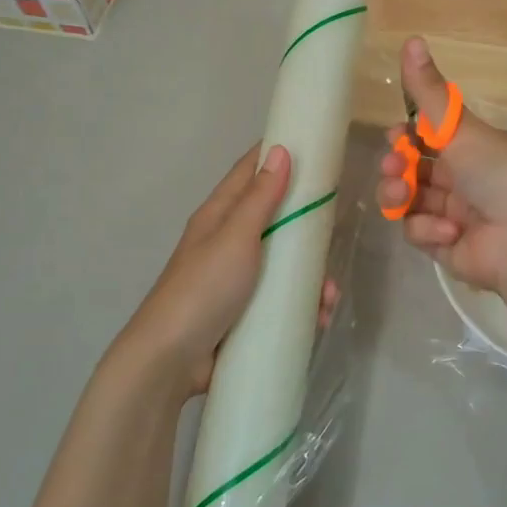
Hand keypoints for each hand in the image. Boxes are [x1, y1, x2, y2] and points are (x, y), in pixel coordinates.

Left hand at [115, 145, 337, 398]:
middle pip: (274, 218)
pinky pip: (281, 299)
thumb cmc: (204, 288)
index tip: (314, 146)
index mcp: (219, 216)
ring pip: (283, 264)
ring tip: (328, 294)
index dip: (277, 155)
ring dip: (310, 275)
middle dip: (306, 224)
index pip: (249, 172)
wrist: (170, 361)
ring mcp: (237, 280)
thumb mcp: (235, 237)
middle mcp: (227, 242)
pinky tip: (319, 316)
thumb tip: (281, 150)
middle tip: (336, 226)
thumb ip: (260, 197)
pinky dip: (302, 304)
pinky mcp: (245, 313)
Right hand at [376, 37, 506, 295]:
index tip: (396, 134)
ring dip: (400, 195)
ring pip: (409, 200)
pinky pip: (419, 231)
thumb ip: (430, 91)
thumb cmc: (501, 174)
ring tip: (403, 196)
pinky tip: (449, 231)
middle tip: (394, 166)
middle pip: (413, 168)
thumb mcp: (462, 127)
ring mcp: (455, 215)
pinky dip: (428, 229)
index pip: (432, 137)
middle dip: (396, 165)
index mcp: (477, 148)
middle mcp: (467, 179)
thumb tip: (411, 38)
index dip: (407, 135)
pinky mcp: (446, 247)